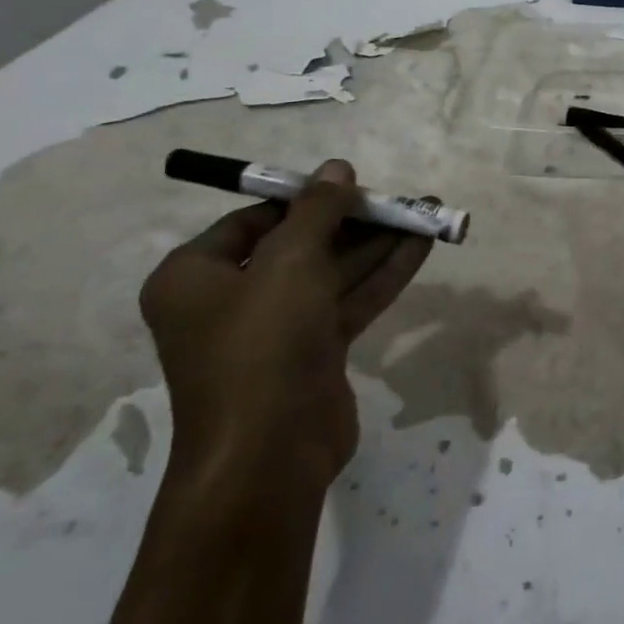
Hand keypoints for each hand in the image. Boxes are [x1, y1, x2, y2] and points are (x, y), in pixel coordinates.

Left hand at [139, 160, 431, 494]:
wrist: (270, 455)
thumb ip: (317, 211)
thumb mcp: (288, 263)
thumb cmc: (261, 346)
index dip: (304, 198)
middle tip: (400, 198)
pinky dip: (384, 274)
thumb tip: (337, 167)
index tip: (351, 183)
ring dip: (378, 244)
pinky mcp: (315, 353)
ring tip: (427, 213)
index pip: (253, 221)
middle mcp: (232, 300)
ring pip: (333, 273)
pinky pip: (350, 301)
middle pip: (301, 244)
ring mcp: (277, 329)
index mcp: (196, 277)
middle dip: (354, 220)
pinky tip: (422, 246)